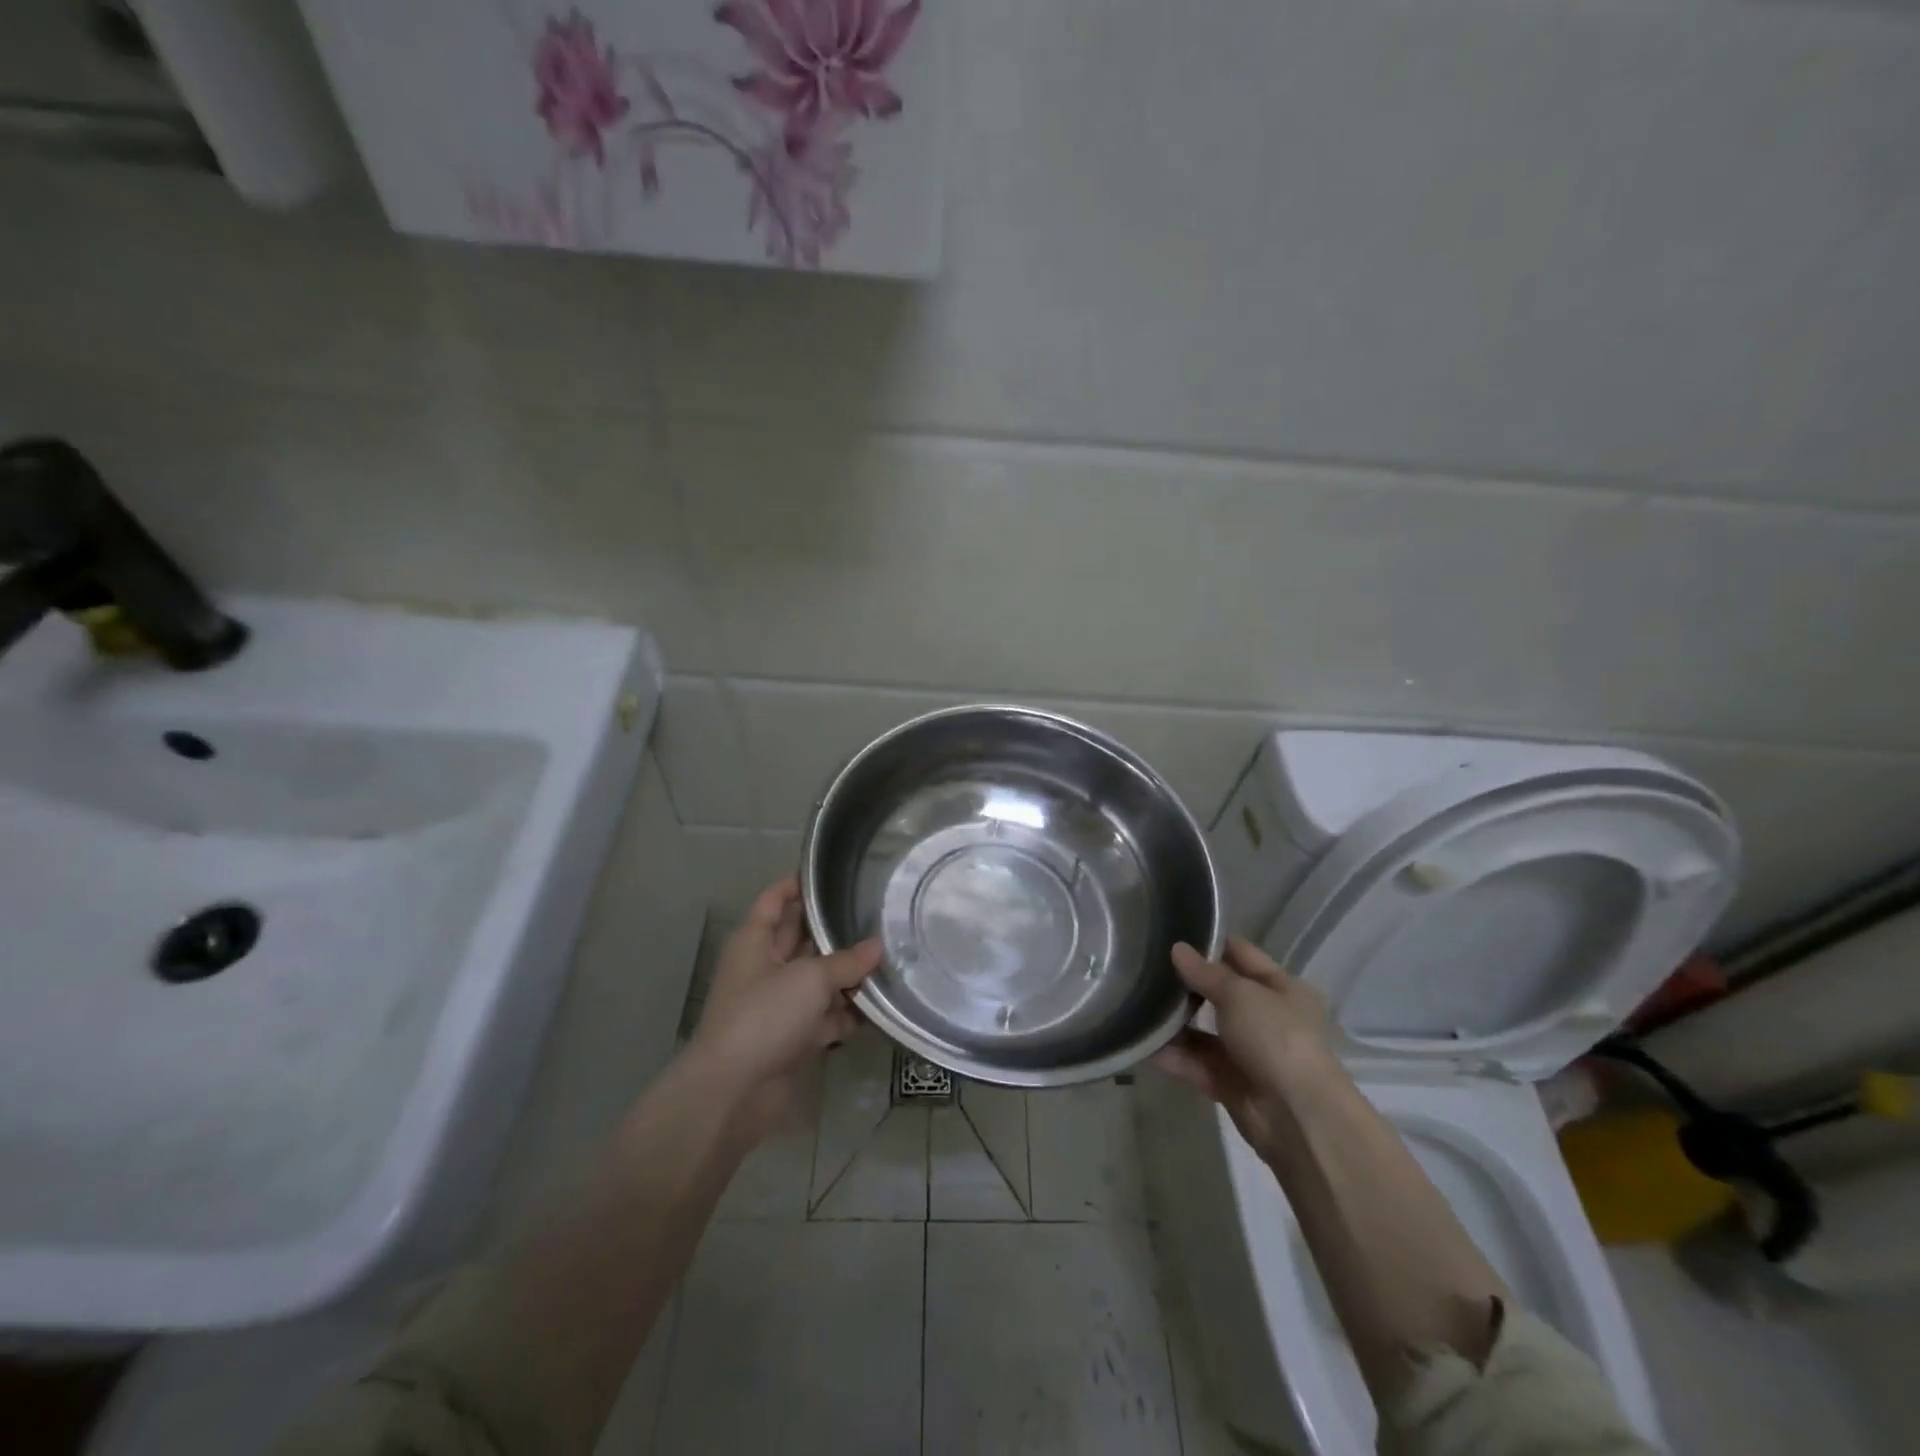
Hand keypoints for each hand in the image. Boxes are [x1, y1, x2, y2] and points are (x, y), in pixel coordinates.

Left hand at [687, 877, 881, 1145]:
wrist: (733, 1092)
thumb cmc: (764, 1016)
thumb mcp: (810, 979)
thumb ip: (847, 962)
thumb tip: (878, 946)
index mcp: (755, 941)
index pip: (775, 899)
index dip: (799, 884)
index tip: (832, 873)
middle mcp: (765, 967)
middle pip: (802, 938)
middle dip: (834, 931)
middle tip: (876, 915)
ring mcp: (777, 1004)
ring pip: (817, 979)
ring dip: (847, 976)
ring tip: (890, 960)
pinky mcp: (791, 1037)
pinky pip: (824, 1016)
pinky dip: (845, 1014)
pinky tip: (879, 1007)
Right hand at [1150, 937, 1339, 1162]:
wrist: (1297, 1116)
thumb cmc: (1276, 1037)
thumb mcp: (1240, 994)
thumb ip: (1205, 973)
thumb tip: (1177, 948)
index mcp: (1281, 989)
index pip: (1241, 955)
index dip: (1210, 943)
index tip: (1172, 932)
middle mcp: (1266, 1018)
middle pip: (1219, 993)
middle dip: (1186, 983)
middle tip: (1144, 966)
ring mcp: (1247, 1052)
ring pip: (1203, 1031)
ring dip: (1174, 1022)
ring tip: (1135, 1003)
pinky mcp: (1229, 1083)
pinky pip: (1195, 1063)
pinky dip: (1173, 1056)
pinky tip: (1142, 1043)